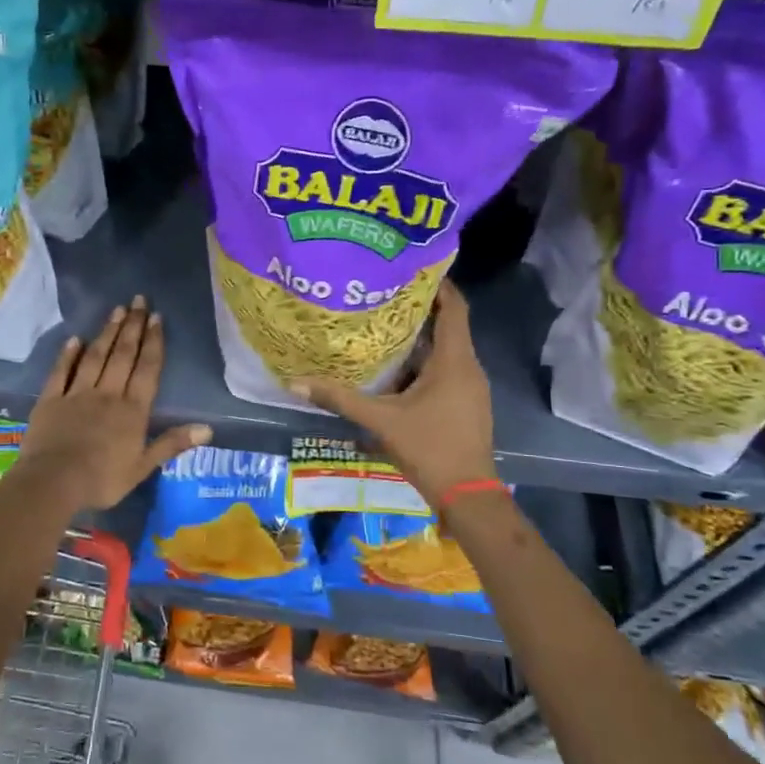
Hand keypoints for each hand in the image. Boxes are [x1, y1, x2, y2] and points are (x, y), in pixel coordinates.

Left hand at [17, 295, 211, 513]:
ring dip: (107, 332)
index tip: (157, 317)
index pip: (147, 369)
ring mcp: (77, 394)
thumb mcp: (143, 467)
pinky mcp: (51, 400)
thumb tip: (208, 428)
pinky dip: (68, 354)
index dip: (153, 342)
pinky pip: (61, 372)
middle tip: (139, 300)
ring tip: (117, 310)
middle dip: (133, 326)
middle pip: (122, 355)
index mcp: (132, 410)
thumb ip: (172, 444)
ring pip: (95, 357)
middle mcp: (107, 394)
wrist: (53, 482)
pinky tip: (75, 339)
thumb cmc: (102, 479)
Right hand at [292, 279, 496, 506]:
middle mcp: (468, 367)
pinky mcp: (466, 404)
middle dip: (418, 309)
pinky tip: (395, 369)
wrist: (467, 495)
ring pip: (445, 350)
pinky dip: (423, 362)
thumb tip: (294, 382)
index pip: (454, 307)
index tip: (411, 267)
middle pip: (448, 326)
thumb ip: (339, 398)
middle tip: (382, 293)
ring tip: (382, 325)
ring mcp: (470, 387)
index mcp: (454, 361)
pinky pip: (446, 370)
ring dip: (419, 338)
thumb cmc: (429, 448)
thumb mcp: (380, 421)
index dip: (438, 284)